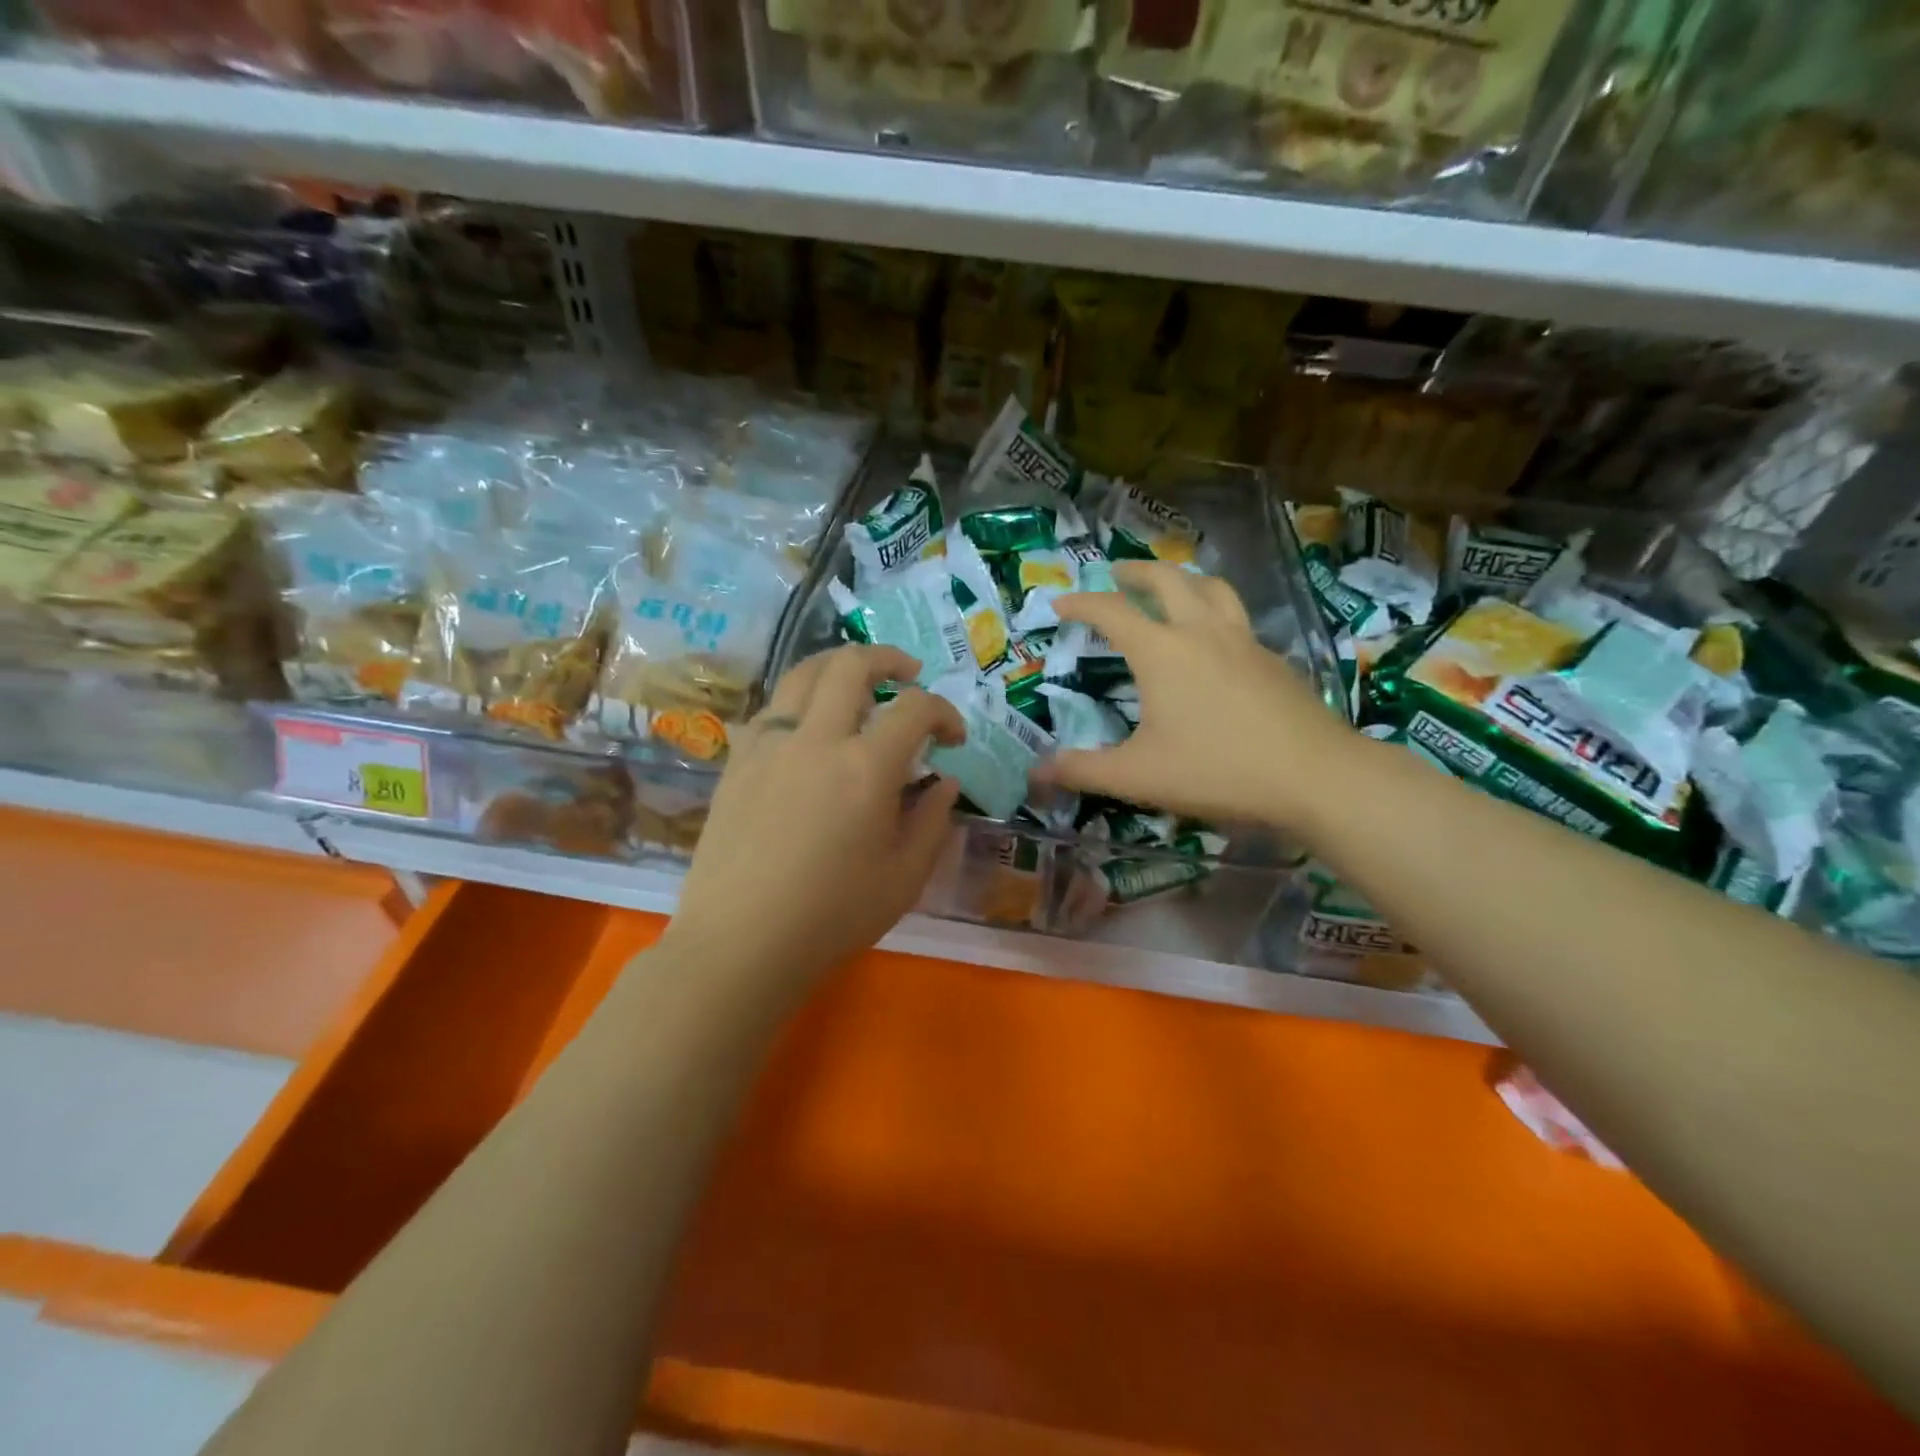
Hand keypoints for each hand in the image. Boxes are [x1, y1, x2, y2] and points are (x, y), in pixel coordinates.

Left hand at [665, 644, 964, 986]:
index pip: (915, 709)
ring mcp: (768, 745)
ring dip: (838, 666)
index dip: (944, 713)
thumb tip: (944, 783)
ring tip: (857, 682)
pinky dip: (799, 702)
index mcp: (866, 767)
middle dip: (888, 659)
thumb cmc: (832, 916)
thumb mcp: (905, 877)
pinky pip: (770, 709)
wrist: (740, 943)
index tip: (953, 738)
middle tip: (909, 675)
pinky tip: (808, 728)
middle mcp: (816, 739)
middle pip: (851, 664)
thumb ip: (932, 820)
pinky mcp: (737, 761)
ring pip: (802, 674)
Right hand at [1034, 560, 1354, 829]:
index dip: (1080, 603)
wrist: (1315, 777)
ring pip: (1212, 588)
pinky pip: (1239, 619)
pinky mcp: (1274, 660)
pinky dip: (1216, 614)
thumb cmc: (1218, 770)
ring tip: (1170, 587)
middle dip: (1136, 572)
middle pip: (1167, 580)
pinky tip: (1216, 642)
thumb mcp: (1138, 777)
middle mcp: (1202, 632)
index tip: (1059, 604)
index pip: (1111, 612)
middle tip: (1116, 574)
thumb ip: (1082, 771)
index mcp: (1162, 651)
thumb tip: (1035, 772)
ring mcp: (1245, 641)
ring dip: (1183, 579)